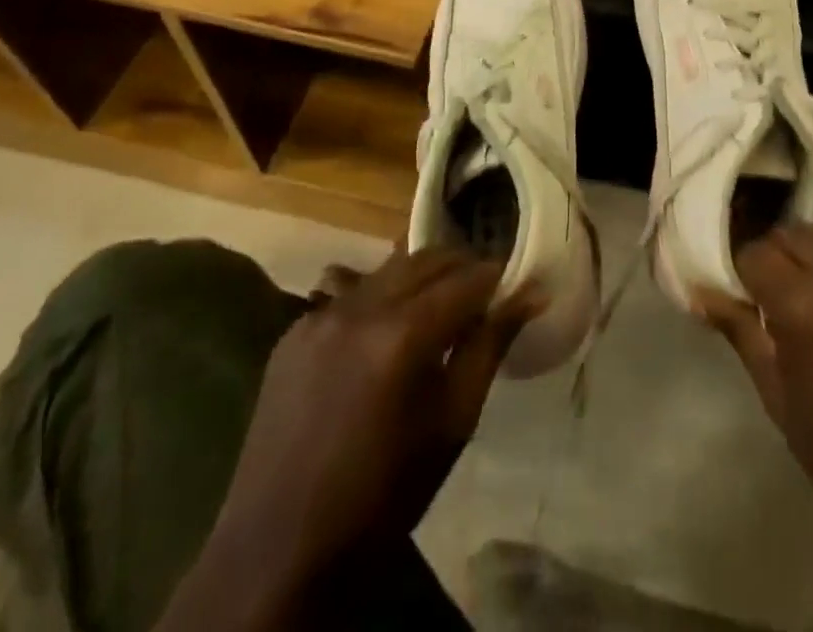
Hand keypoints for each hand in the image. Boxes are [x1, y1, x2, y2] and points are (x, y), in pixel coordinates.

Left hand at [171, 248, 537, 625]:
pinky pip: (351, 293)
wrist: (279, 553)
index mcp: (403, 334)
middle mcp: (360, 308)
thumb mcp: (453, 422)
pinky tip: (387, 334)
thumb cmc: (385, 494)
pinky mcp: (294, 332)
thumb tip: (533, 294)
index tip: (513, 288)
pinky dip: (382, 298)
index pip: (467, 277)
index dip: (496, 278)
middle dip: (461, 268)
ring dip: (422, 278)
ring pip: (389, 269)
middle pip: (427, 259)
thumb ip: (490, 346)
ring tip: (439, 309)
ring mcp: (320, 315)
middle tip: (482, 296)